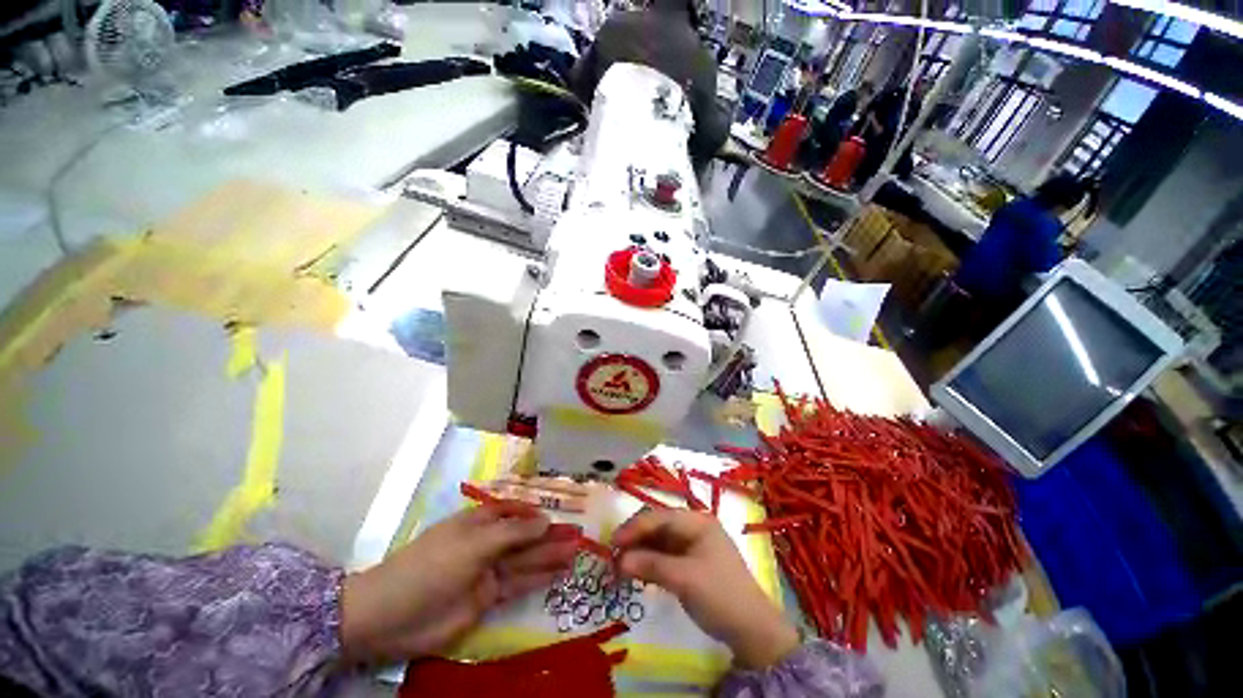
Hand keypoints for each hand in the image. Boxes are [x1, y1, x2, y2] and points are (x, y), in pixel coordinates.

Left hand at [340, 507, 577, 663]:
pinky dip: (537, 578)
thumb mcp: (474, 543)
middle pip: (523, 536)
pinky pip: (517, 584)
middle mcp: (486, 543)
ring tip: (576, 552)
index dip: (537, 511)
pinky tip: (557, 573)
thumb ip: (513, 534)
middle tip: (579, 536)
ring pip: (524, 560)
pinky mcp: (486, 598)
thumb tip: (545, 520)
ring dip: (549, 556)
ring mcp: (486, 571)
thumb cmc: (432, 566)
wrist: (391, 617)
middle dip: (550, 535)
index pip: (515, 510)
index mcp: (479, 521)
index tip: (563, 512)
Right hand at [614, 510, 799, 669]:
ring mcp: (693, 545)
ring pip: (660, 542)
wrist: (752, 630)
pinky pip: (665, 556)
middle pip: (659, 526)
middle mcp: (694, 527)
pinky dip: (651, 563)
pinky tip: (638, 572)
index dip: (635, 527)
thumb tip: (618, 561)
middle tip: (614, 555)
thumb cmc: (719, 595)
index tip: (613, 542)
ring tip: (621, 566)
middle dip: (636, 539)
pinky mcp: (691, 563)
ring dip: (641, 552)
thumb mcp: (684, 579)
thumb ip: (650, 565)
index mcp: (697, 522)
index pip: (660, 517)